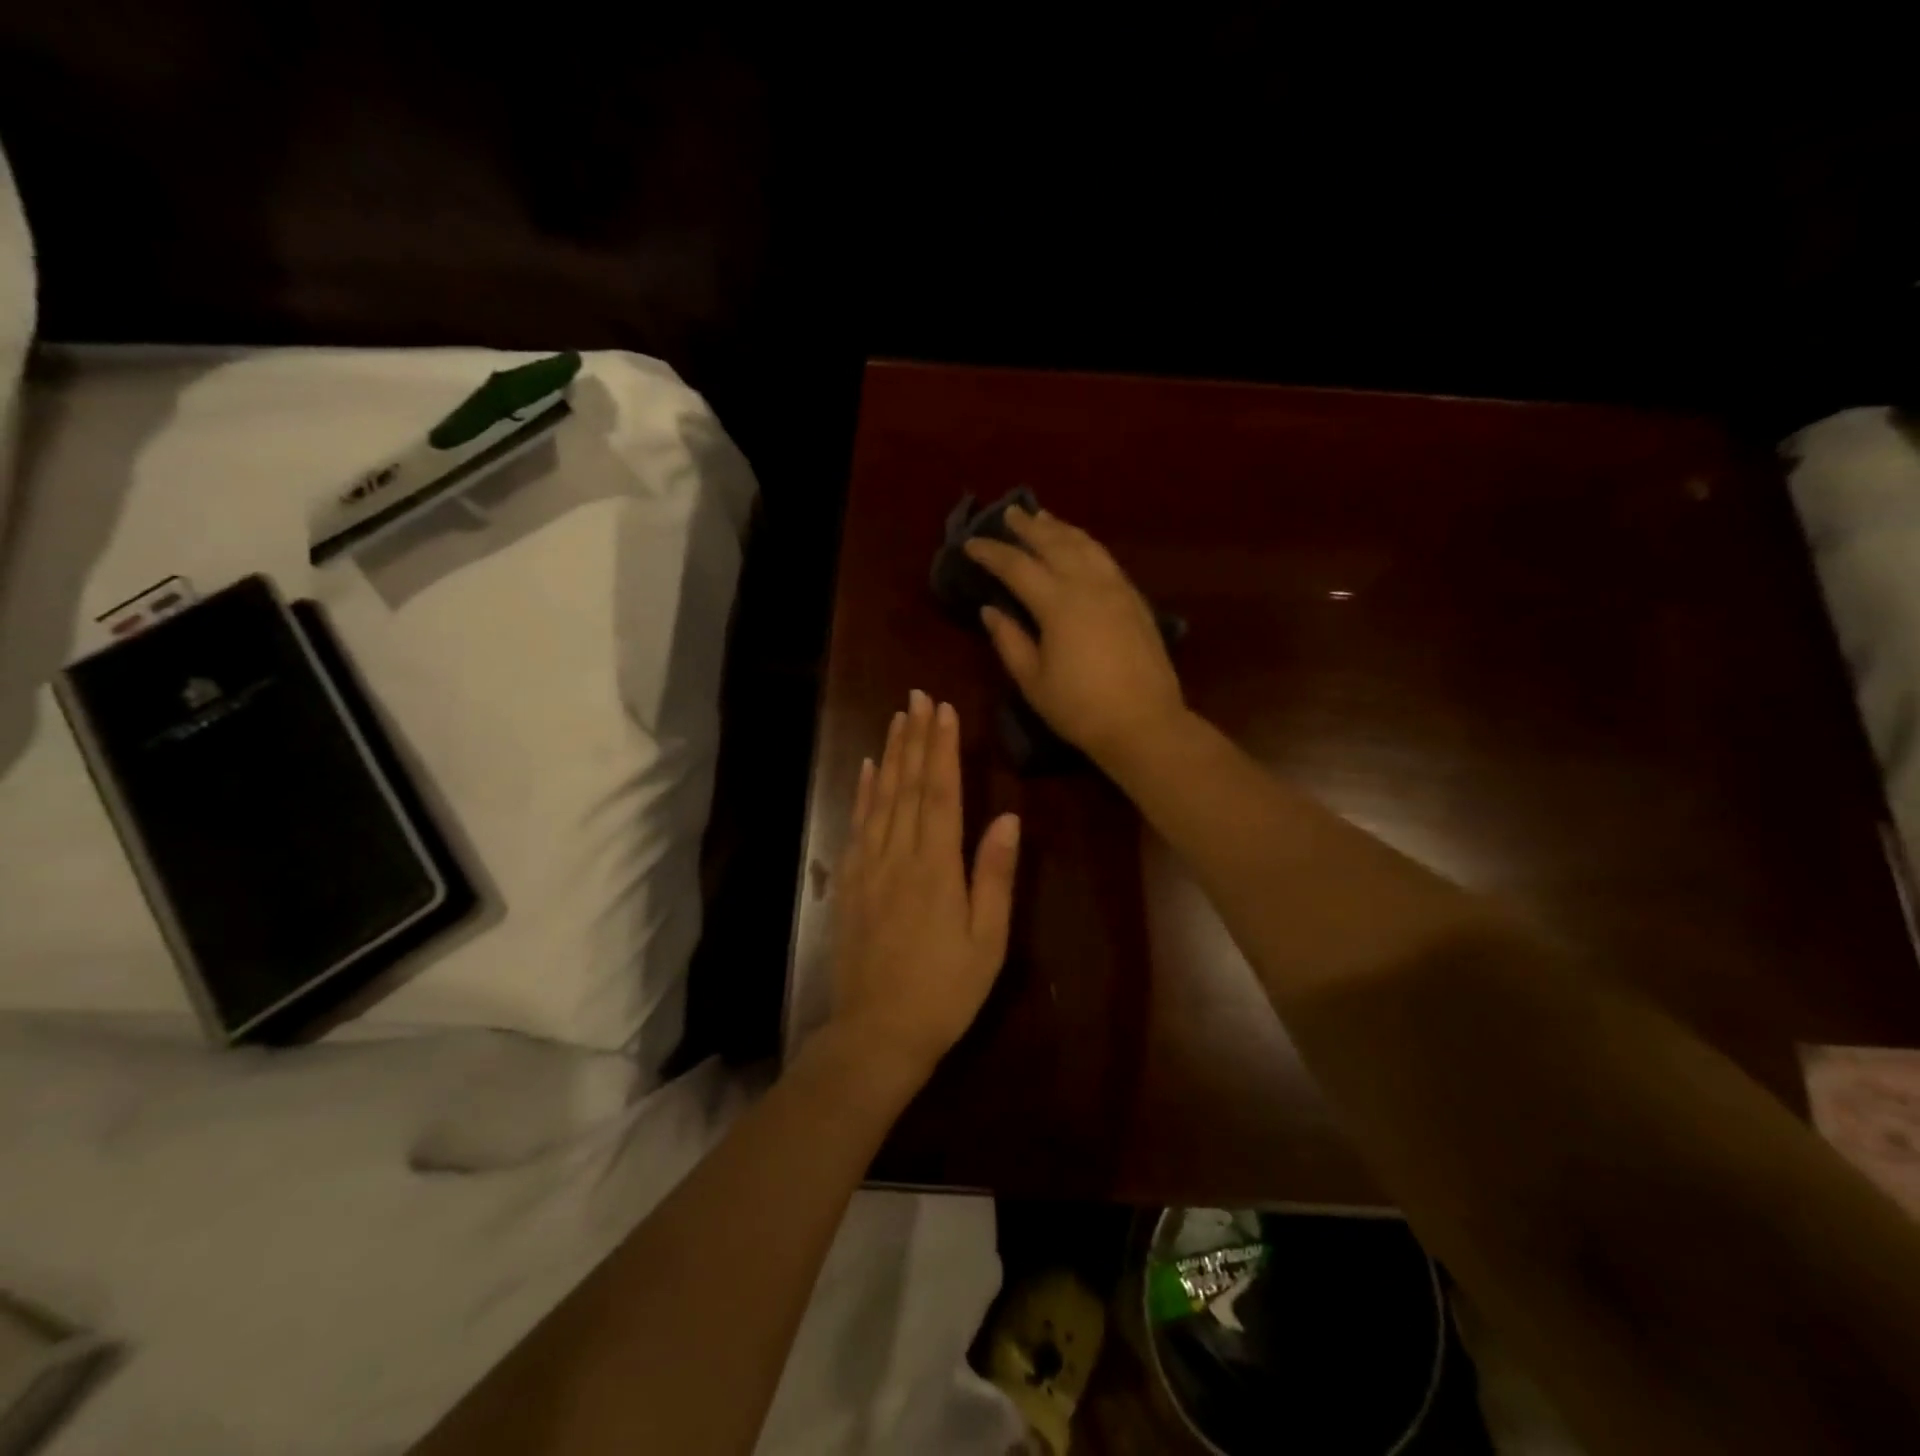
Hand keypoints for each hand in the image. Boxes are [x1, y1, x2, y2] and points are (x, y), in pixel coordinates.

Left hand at [828, 690, 1021, 1084]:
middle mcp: (898, 856)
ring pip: (879, 799)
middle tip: (918, 697)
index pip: (941, 793)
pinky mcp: (850, 883)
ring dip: (888, 755)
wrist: (876, 1033)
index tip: (943, 709)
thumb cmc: (944, 991)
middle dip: (915, 738)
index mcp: (936, 867)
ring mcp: (868, 867)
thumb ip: (995, 876)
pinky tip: (865, 770)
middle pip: (908, 786)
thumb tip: (1009, 817)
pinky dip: (861, 793)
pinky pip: (856, 825)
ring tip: (896, 719)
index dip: (942, 748)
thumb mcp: (987, 941)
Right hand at [964, 505, 1185, 766]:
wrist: (1144, 723)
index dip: (992, 553)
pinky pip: (1106, 559)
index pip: (1017, 567)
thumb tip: (990, 609)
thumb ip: (1009, 641)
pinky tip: (1080, 547)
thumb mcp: (1033, 681)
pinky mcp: (1135, 600)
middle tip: (1010, 513)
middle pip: (1055, 544)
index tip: (971, 544)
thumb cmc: (1080, 708)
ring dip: (1061, 529)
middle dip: (1029, 527)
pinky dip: (1087, 545)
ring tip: (1044, 518)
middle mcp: (1089, 585)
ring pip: (1086, 545)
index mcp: (1058, 604)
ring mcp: (1117, 589)